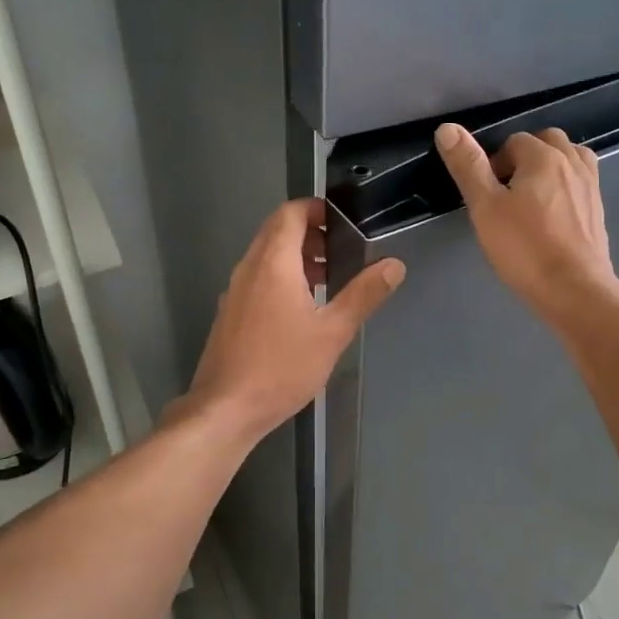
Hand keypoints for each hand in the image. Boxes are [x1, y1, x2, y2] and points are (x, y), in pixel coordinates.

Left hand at [182, 198, 404, 441]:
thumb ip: (364, 294)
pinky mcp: (230, 313)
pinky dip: (280, 277)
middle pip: (276, 231)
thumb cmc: (282, 367)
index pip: (290, 213)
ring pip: (265, 256)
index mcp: (273, 263)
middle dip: (310, 233)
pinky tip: (301, 309)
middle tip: (341, 250)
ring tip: (327, 279)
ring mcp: (234, 291)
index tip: (343, 221)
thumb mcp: (333, 332)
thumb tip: (393, 265)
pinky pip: (257, 278)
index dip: (316, 209)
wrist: (225, 409)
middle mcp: (248, 268)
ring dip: (295, 257)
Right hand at [434, 123, 618, 325]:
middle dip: (525, 157)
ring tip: (532, 197)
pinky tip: (553, 215)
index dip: (495, 163)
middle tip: (507, 193)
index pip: (514, 141)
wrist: (575, 290)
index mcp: (543, 157)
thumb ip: (468, 166)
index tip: (487, 195)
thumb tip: (447, 128)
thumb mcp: (486, 208)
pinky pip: (581, 182)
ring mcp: (591, 186)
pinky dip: (566, 186)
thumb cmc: (525, 248)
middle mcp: (572, 163)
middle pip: (546, 142)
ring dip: (550, 167)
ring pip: (570, 158)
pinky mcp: (599, 210)